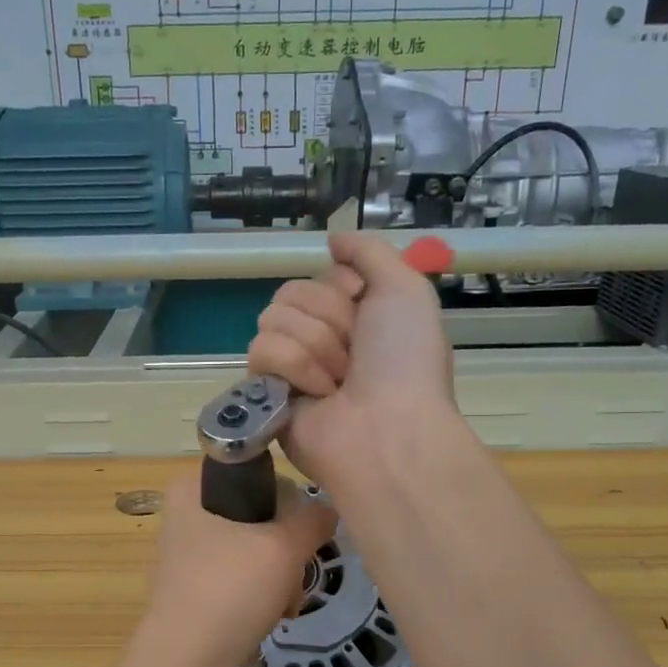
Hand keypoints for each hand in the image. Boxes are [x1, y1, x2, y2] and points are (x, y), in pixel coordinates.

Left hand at [120, 472, 336, 666]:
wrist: (186, 665)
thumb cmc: (230, 591)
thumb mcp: (283, 548)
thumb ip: (313, 520)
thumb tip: (328, 510)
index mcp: (193, 487)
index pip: (260, 474)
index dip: (288, 503)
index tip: (300, 534)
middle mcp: (187, 512)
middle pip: (263, 515)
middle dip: (288, 551)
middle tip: (294, 575)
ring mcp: (190, 552)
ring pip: (258, 549)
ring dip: (282, 577)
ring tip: (285, 603)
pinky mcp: (197, 586)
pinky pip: (244, 576)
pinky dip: (264, 594)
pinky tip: (274, 616)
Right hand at [246, 231, 455, 487]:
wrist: (388, 428)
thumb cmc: (404, 360)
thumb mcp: (405, 289)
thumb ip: (369, 251)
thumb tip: (333, 237)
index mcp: (354, 317)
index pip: (320, 276)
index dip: (342, 287)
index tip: (363, 306)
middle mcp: (321, 339)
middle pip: (292, 293)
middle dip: (329, 318)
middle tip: (355, 354)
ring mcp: (292, 367)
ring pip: (274, 317)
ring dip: (315, 345)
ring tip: (339, 381)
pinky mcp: (267, 392)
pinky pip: (262, 350)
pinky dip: (295, 367)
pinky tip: (318, 395)